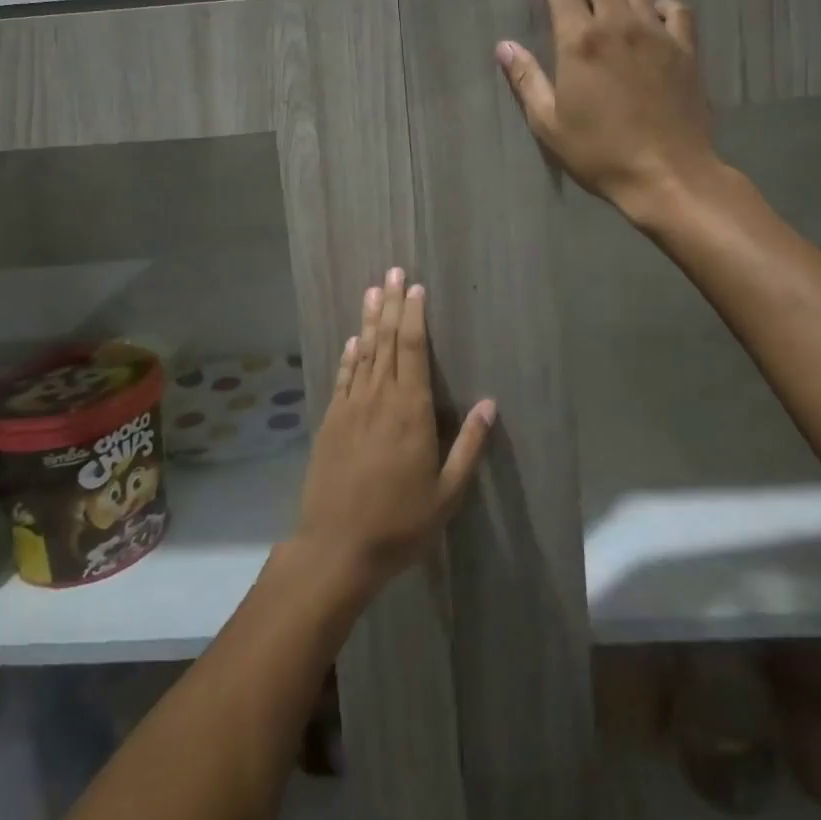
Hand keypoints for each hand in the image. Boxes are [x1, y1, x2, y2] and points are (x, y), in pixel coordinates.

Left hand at [296, 270, 496, 597]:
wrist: (337, 547)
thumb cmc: (400, 523)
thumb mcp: (448, 493)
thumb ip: (468, 446)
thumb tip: (489, 404)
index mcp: (411, 411)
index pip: (413, 350)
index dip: (414, 316)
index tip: (415, 288)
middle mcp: (380, 399)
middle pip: (386, 341)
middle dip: (391, 305)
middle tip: (392, 271)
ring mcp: (351, 408)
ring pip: (363, 353)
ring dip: (369, 320)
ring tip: (372, 290)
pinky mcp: (331, 421)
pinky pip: (343, 378)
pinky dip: (349, 355)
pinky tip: (354, 339)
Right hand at [497, 0, 719, 223]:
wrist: (669, 174)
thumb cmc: (600, 152)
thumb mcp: (549, 123)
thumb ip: (525, 79)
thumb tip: (503, 46)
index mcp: (580, 41)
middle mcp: (618, 24)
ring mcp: (656, 33)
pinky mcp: (685, 48)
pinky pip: (674, 9)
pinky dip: (657, 1)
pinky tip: (650, 10)